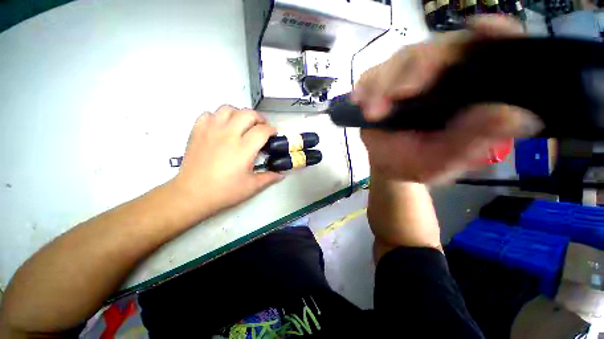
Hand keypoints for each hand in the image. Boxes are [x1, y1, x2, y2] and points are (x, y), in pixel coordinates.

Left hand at [171, 105, 282, 217]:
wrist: (192, 194)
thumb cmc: (225, 191)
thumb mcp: (252, 187)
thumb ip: (269, 178)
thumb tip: (281, 175)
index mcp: (244, 148)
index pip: (262, 130)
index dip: (271, 130)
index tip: (273, 134)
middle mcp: (228, 134)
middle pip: (248, 113)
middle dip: (259, 118)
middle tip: (261, 127)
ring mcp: (211, 130)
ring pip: (228, 109)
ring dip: (239, 114)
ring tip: (242, 124)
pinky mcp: (197, 131)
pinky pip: (209, 114)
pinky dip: (218, 117)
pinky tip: (221, 128)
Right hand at [353, 16, 541, 182]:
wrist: (387, 163)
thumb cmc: (416, 163)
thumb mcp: (444, 161)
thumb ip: (474, 142)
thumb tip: (513, 116)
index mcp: (468, 89)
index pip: (489, 50)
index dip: (492, 35)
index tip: (483, 31)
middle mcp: (441, 74)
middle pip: (436, 50)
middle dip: (415, 70)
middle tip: (398, 95)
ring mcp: (407, 76)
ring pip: (400, 60)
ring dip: (382, 83)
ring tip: (371, 111)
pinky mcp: (382, 83)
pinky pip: (371, 76)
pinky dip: (365, 86)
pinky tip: (358, 100)